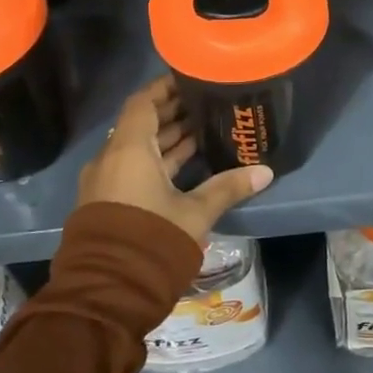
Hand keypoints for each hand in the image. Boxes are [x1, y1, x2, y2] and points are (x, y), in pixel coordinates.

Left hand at [78, 77, 272, 244]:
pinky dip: (158, 161)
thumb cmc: (151, 240)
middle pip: (142, 124)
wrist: (106, 293)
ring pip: (138, 149)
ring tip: (204, 131)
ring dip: (168, 140)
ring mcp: (106, 182)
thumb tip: (266, 171)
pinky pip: (133, 169)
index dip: (166, 88)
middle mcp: (111, 159)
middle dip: (173, 114)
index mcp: (129, 150)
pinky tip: (188, 165)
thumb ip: (228, 187)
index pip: (143, 102)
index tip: (191, 79)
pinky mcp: (108, 203)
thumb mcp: (195, 212)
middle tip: (207, 105)